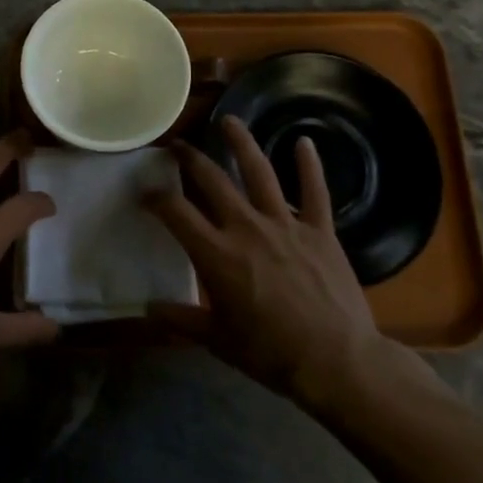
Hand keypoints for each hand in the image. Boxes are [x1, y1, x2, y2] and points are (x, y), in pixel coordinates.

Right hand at [144, 117, 437, 414]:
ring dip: (242, 142)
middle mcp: (246, 227)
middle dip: (190, 159)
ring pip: (259, 172)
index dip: (155, 197)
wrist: (337, 362)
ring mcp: (286, 224)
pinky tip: (304, 142)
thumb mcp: (217, 340)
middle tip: (178, 146)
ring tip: (229, 120)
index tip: (145, 191)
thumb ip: (180, 319)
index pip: (176, 212)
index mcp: (216, 253)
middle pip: (212, 180)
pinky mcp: (320, 230)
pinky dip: (309, 165)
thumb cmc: (271, 354)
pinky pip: (315, 191)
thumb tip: (147, 308)